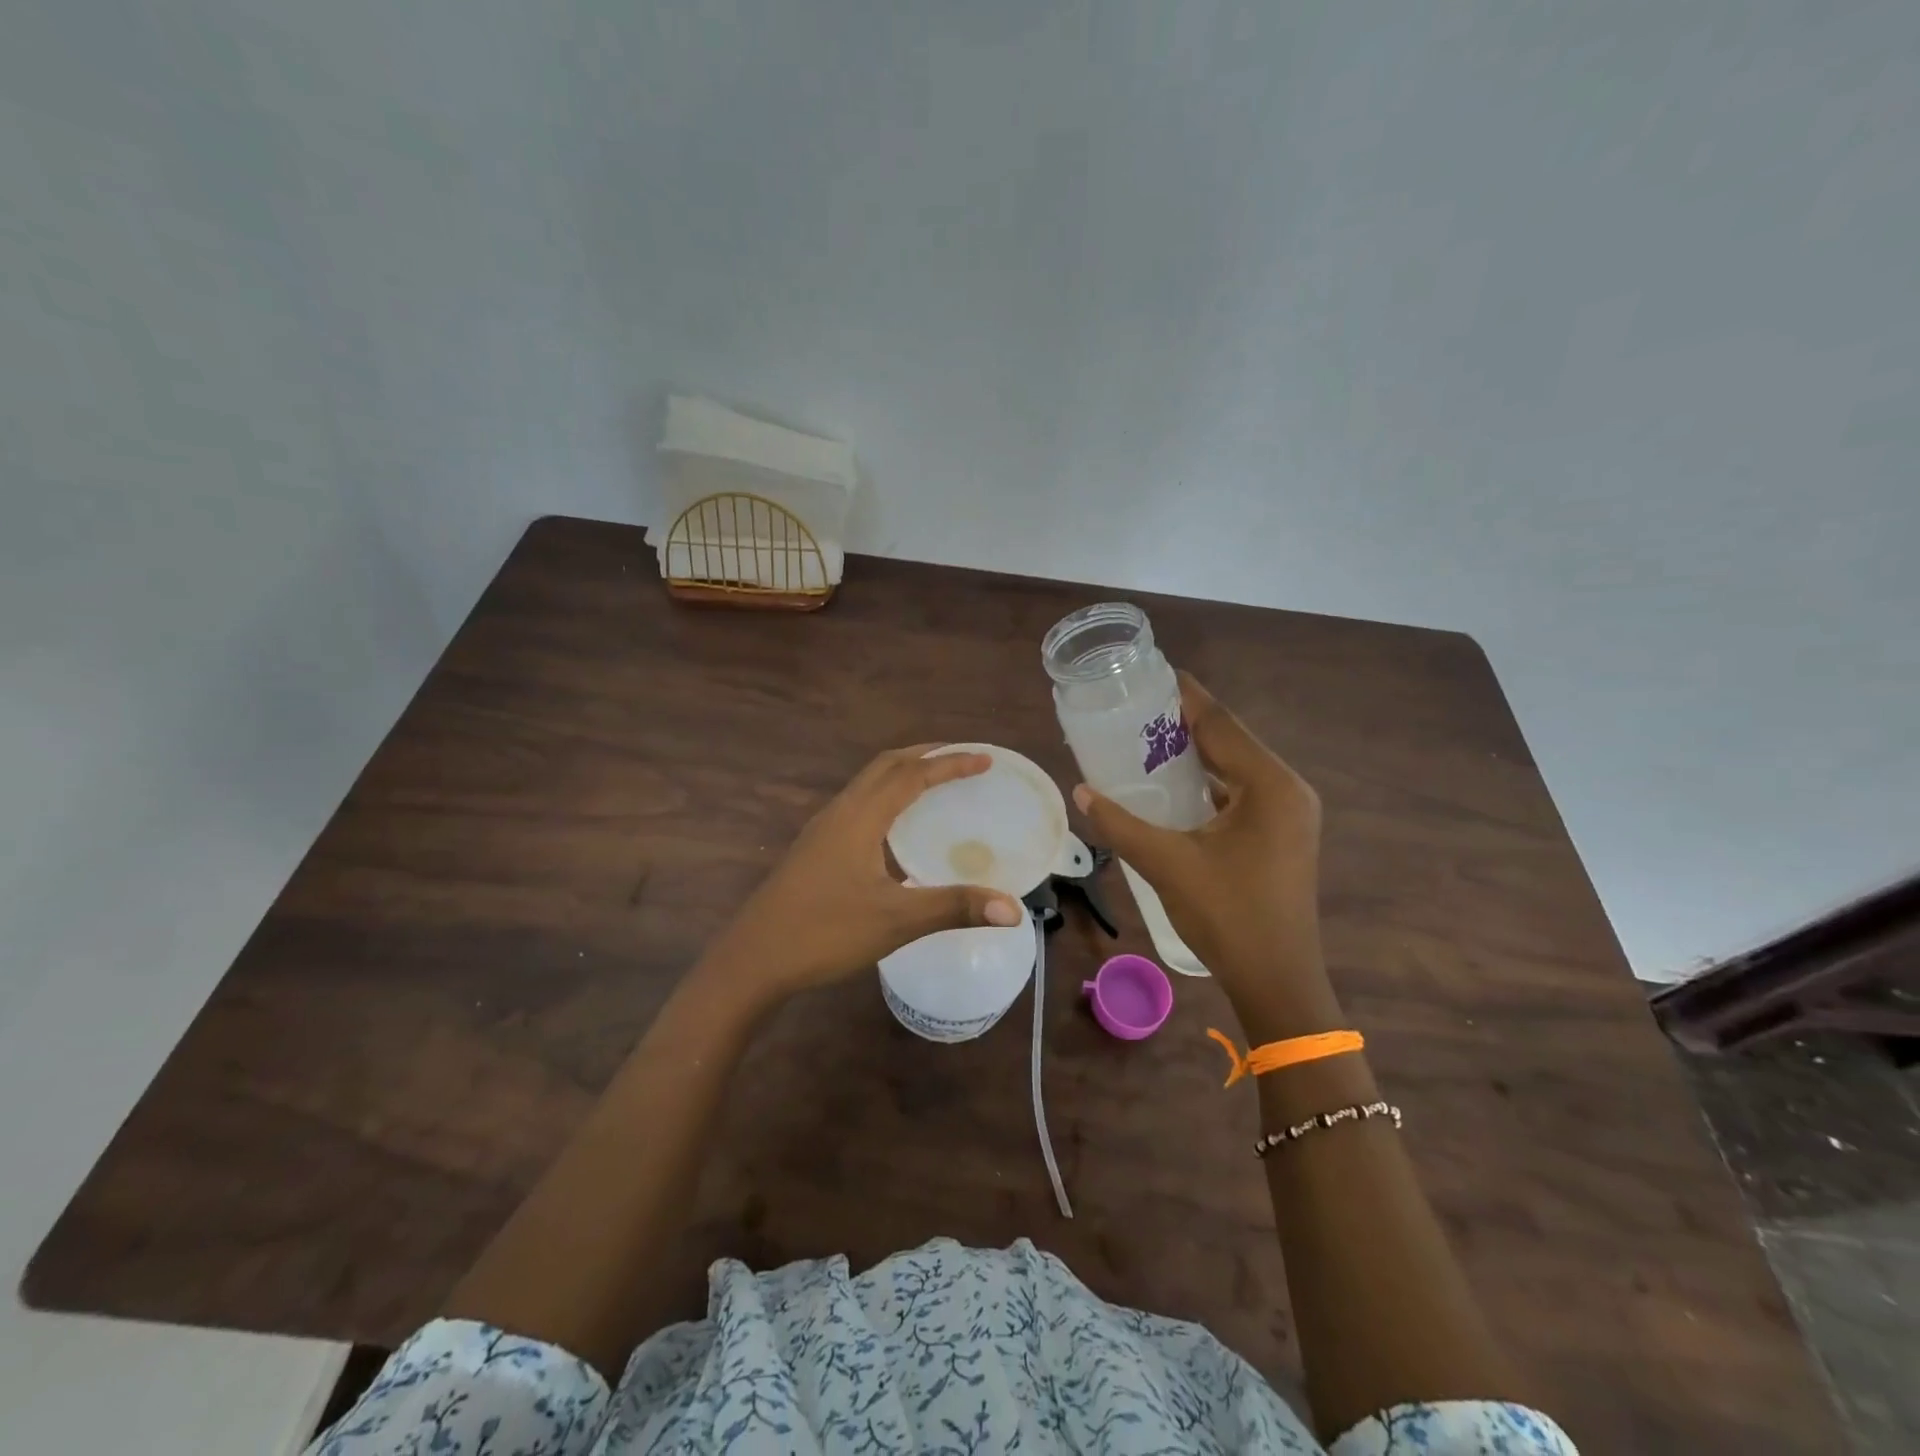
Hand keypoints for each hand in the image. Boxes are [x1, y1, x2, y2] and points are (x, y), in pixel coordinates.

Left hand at [701, 746, 1025, 1003]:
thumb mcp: (895, 921)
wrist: (752, 960)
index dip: (950, 763)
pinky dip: (886, 797)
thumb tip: (1014, 908)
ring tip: (934, 782)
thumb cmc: (824, 933)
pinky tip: (895, 829)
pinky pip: (858, 804)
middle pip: (885, 766)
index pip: (912, 775)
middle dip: (925, 755)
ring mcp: (822, 830)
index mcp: (860, 817)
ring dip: (903, 773)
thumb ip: (955, 908)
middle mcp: (840, 812)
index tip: (984, 759)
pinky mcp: (814, 849)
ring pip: (867, 784)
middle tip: (962, 760)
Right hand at [1073, 674, 1331, 1032]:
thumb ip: (1121, 825)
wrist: (1277, 981)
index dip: (1186, 697)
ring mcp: (1289, 815)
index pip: (1222, 724)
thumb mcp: (1168, 864)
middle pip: (1231, 741)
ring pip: (1236, 768)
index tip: (1153, 673)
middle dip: (1185, 723)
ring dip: (1196, 753)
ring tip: (1147, 740)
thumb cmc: (1228, 916)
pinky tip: (1174, 785)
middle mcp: (1287, 790)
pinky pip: (1241, 792)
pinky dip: (1208, 782)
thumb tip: (1082, 792)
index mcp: (1270, 786)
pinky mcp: (1282, 835)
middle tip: (1137, 709)